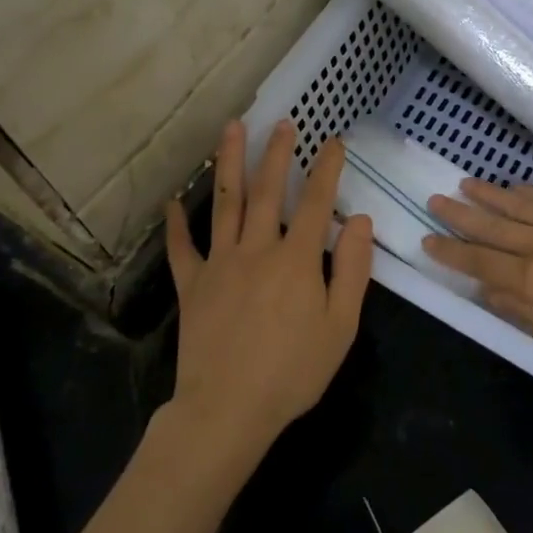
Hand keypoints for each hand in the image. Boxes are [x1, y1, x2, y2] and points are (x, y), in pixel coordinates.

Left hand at [163, 118, 374, 461]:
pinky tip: (173, 198)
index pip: (316, 203)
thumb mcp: (340, 327)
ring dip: (228, 163)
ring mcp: (220, 263)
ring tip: (232, 129)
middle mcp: (257, 249)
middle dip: (276, 154)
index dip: (326, 169)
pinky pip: (182, 247)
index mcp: (297, 260)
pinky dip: (176, 223)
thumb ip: (353, 271)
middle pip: (267, 191)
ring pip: (225, 203)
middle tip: (282, 123)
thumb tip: (359, 221)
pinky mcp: (192, 284)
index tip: (333, 141)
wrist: (228, 409)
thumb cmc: (293, 372)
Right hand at [423, 179, 532, 366]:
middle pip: (493, 227)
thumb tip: (489, 293)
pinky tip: (514, 186)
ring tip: (464, 183)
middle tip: (435, 200)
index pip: (481, 263)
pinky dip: (528, 192)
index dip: (452, 252)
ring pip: (519, 205)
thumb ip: (526, 313)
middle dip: (461, 214)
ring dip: (489, 195)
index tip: (428, 239)